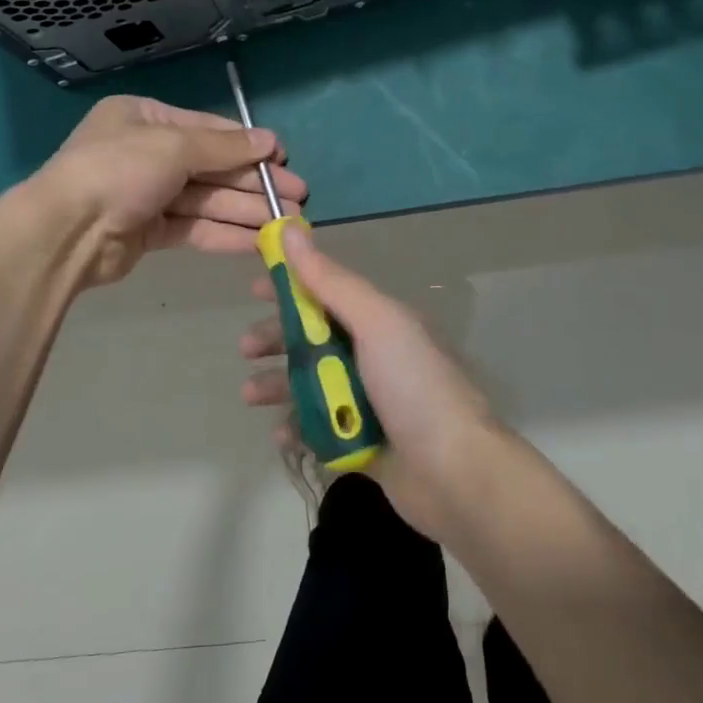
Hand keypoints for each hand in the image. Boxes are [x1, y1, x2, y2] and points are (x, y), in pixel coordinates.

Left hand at [34, 96, 307, 287]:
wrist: (66, 232)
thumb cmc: (119, 170)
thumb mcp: (174, 146)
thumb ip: (224, 147)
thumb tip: (270, 142)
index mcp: (145, 118)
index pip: (208, 128)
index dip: (248, 145)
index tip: (283, 159)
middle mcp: (146, 151)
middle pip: (212, 166)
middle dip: (254, 183)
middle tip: (298, 196)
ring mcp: (147, 193)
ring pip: (207, 199)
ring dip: (247, 210)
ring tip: (289, 223)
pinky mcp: (148, 231)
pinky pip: (194, 227)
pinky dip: (225, 232)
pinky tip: (258, 241)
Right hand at [238, 227, 496, 538]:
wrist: (456, 473)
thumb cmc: (414, 386)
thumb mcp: (375, 322)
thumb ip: (330, 280)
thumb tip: (290, 229)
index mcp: (380, 322)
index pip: (327, 293)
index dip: (291, 287)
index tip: (255, 288)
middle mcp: (373, 356)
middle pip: (313, 338)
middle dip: (276, 338)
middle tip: (246, 348)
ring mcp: (367, 401)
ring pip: (310, 383)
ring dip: (278, 384)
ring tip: (251, 395)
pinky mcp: (361, 442)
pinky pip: (318, 428)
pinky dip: (297, 427)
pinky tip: (282, 433)